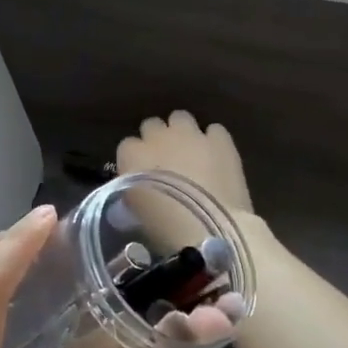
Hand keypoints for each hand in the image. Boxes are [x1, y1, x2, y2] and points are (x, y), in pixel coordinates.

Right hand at [115, 112, 255, 250]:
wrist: (207, 228)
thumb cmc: (161, 227)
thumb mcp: (132, 209)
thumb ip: (131, 187)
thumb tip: (136, 184)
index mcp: (131, 154)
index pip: (127, 145)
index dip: (136, 159)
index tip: (142, 174)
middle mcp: (158, 136)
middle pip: (152, 125)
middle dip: (157, 139)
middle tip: (166, 161)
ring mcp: (191, 134)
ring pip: (181, 118)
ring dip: (183, 132)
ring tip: (191, 154)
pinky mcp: (220, 140)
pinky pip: (214, 130)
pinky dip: (213, 141)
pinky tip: (216, 157)